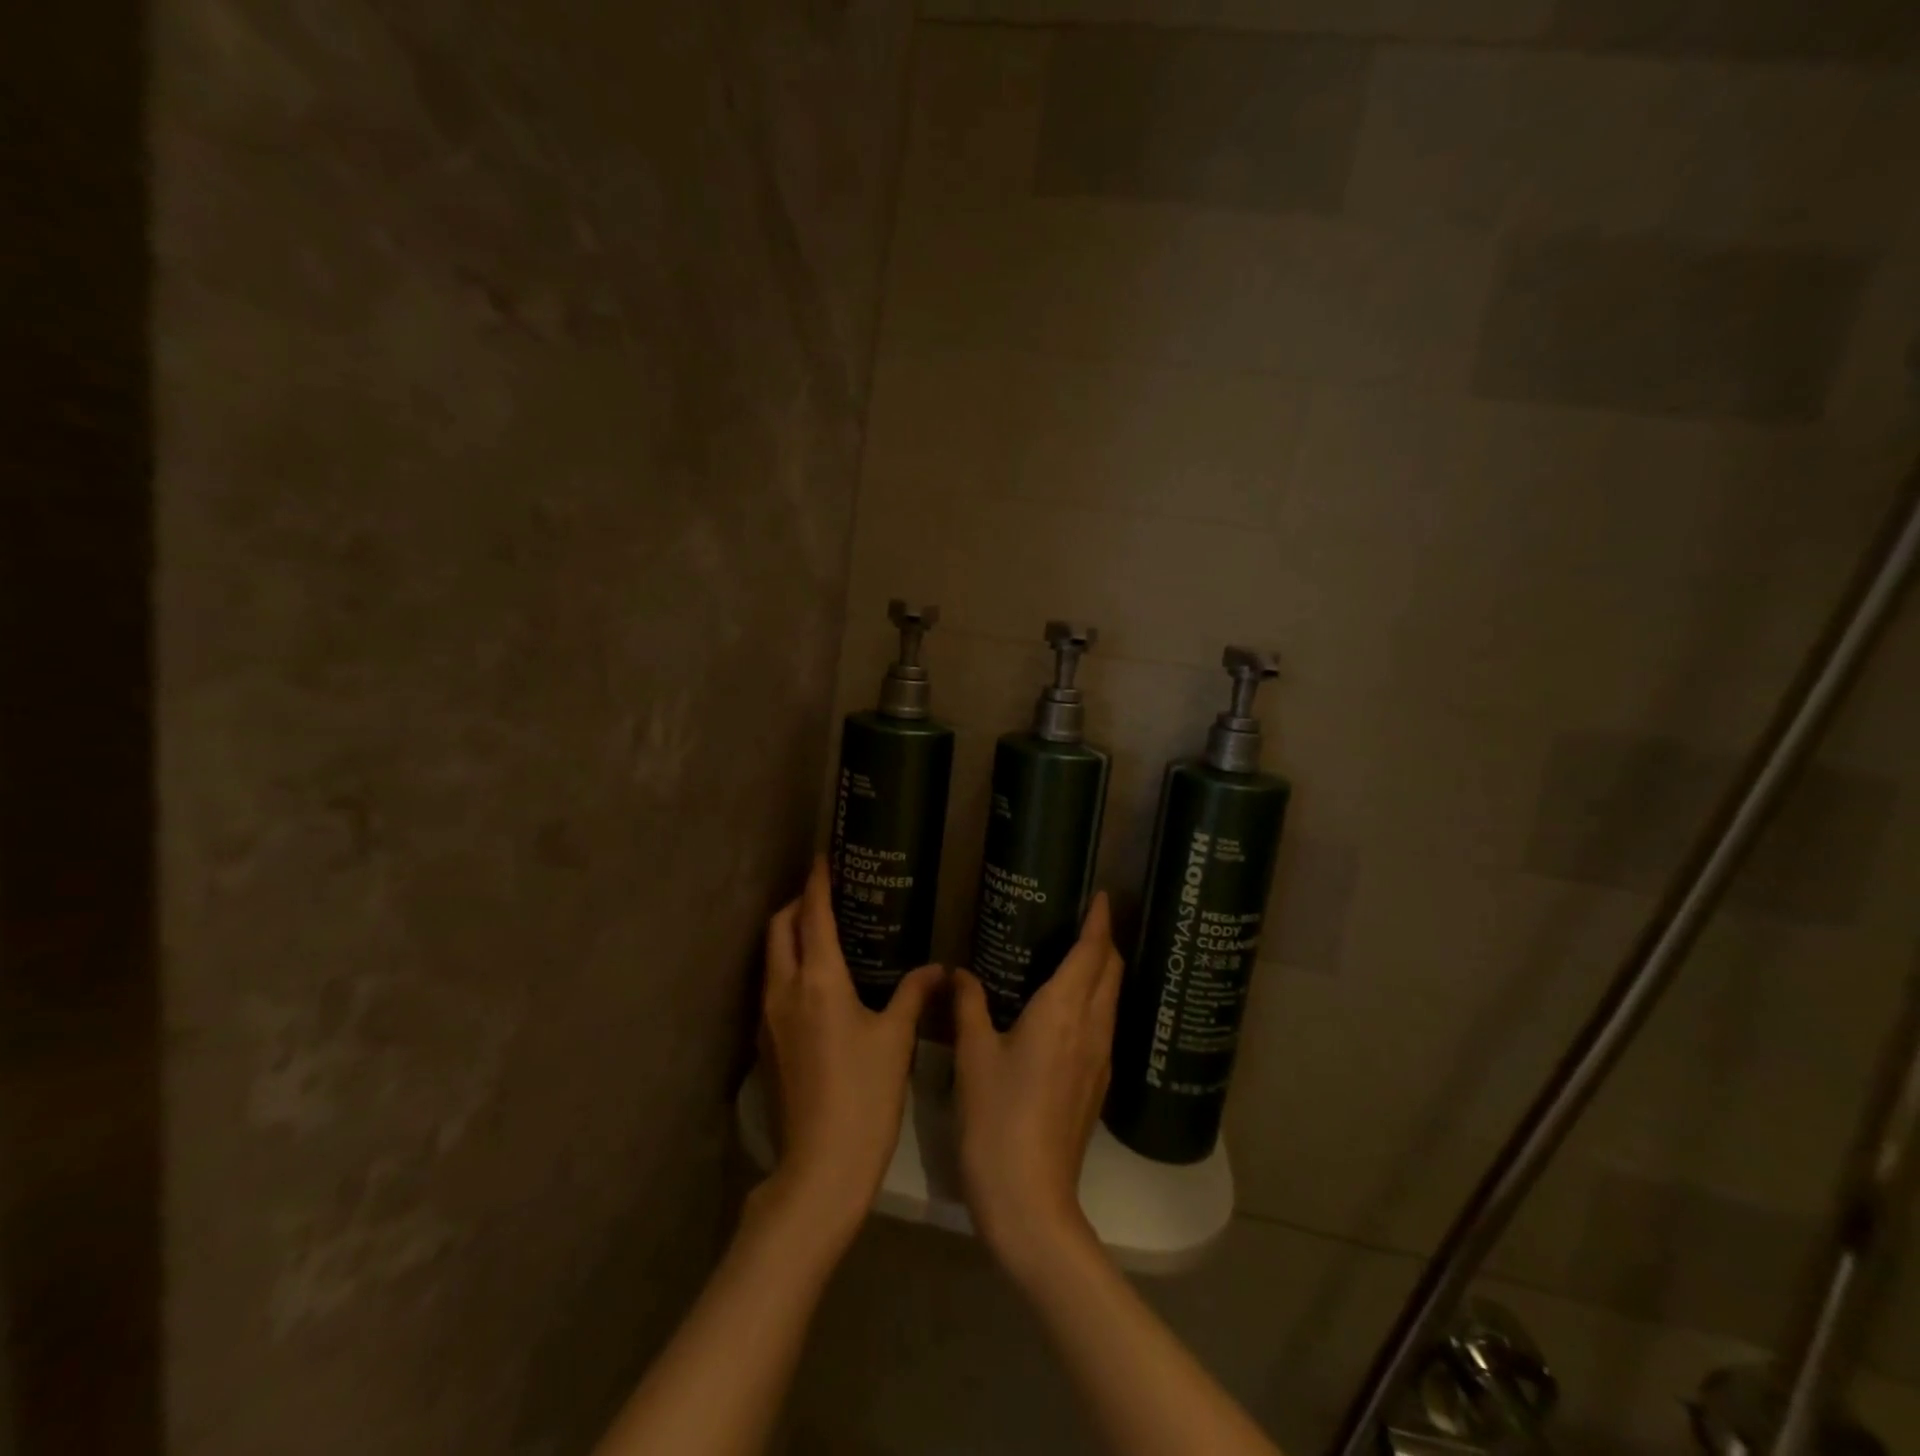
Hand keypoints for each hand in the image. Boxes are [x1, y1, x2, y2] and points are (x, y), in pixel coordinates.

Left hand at [757, 856, 943, 1251]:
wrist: (819, 1167)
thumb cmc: (865, 1095)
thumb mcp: (896, 1039)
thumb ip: (914, 995)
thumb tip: (937, 970)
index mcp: (819, 980)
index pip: (813, 915)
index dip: (817, 882)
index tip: (823, 857)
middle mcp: (784, 989)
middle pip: (779, 928)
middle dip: (797, 903)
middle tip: (826, 895)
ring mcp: (768, 1017)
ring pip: (771, 957)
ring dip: (790, 935)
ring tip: (823, 933)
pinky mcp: (766, 1042)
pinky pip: (772, 985)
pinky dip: (788, 966)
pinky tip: (816, 983)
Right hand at [953, 893, 1123, 1278]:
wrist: (1030, 1200)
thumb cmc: (996, 1118)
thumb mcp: (973, 1055)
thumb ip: (969, 1006)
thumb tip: (959, 973)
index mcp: (1064, 1012)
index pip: (1093, 953)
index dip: (1099, 921)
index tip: (1101, 896)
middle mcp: (1092, 1028)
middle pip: (1112, 972)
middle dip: (1105, 941)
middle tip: (1084, 919)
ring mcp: (1100, 1059)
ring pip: (1112, 999)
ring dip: (1103, 971)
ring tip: (1077, 955)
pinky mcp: (1097, 1085)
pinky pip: (1105, 1025)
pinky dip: (1096, 1001)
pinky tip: (1070, 1009)